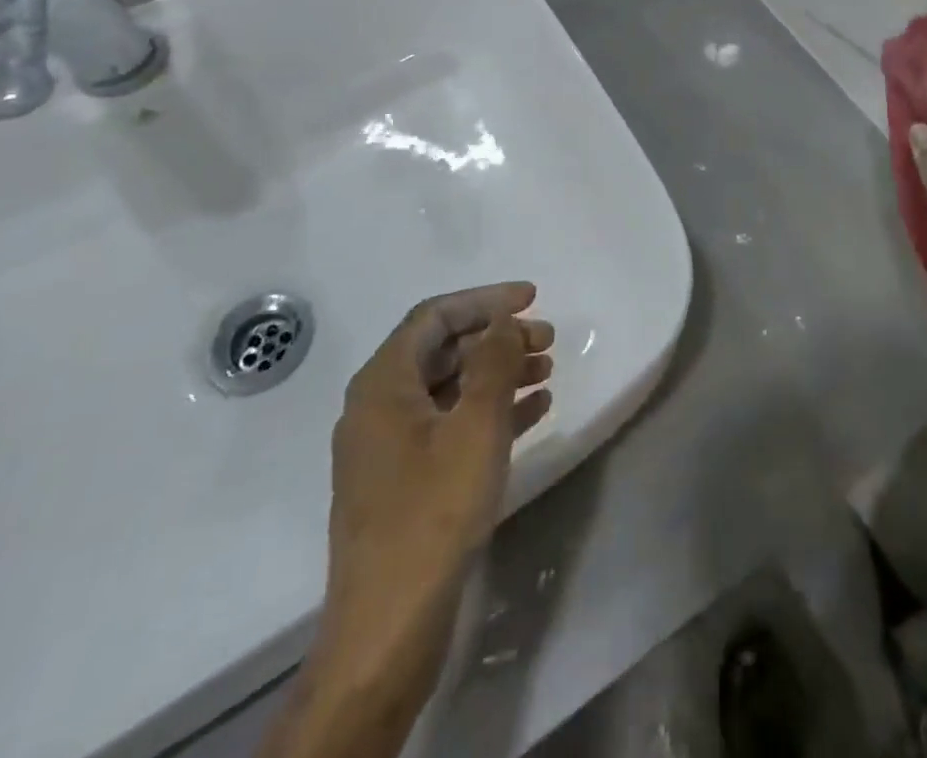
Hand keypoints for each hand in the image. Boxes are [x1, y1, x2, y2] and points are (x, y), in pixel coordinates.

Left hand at [318, 285, 552, 661]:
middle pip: (444, 350)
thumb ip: (494, 361)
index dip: (485, 300)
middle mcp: (378, 407)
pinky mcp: (404, 482)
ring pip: (451, 389)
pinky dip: (490, 412)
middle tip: (548, 339)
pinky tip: (534, 412)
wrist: (388, 629)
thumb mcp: (476, 426)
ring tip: (547, 372)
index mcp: (383, 383)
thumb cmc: (433, 512)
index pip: (435, 316)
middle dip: (498, 338)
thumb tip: (504, 318)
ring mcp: (389, 448)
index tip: (532, 297)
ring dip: (499, 374)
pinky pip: (451, 427)